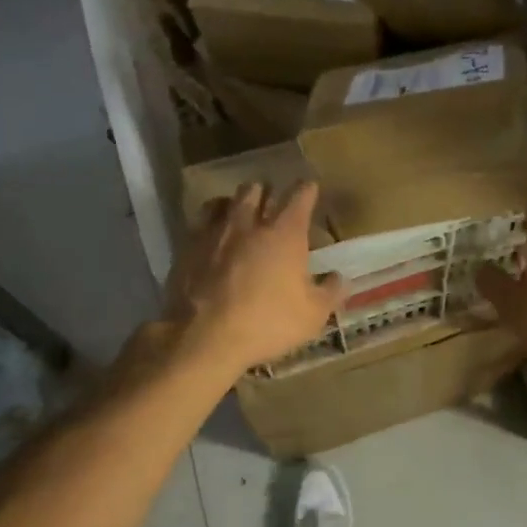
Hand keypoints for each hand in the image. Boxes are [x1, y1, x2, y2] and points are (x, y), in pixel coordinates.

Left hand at [162, 182, 342, 381]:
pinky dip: (211, 223)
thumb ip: (330, 292)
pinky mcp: (187, 247)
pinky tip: (214, 237)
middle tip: (273, 203)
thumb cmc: (267, 323)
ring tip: (241, 214)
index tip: (311, 189)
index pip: (300, 196)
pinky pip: (200, 222)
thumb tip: (339, 277)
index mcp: (285, 233)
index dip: (307, 190)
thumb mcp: (312, 316)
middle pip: (258, 189)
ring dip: (236, 203)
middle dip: (268, 192)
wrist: (204, 337)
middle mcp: (249, 222)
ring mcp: (214, 231)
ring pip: (225, 200)